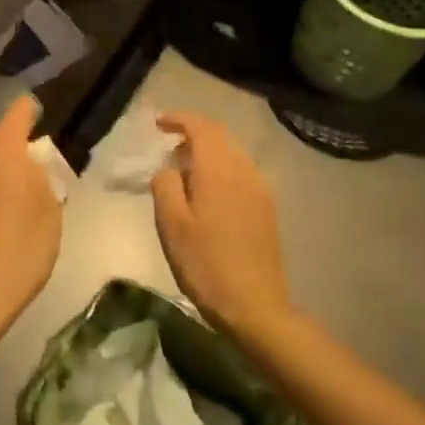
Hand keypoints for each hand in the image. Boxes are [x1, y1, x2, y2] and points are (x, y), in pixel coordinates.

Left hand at [0, 96, 62, 361]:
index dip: (27, 109)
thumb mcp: (50, 213)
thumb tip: (32, 167)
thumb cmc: (22, 248)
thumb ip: (43, 182)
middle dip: (6, 133)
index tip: (36, 107)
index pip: (15, 118)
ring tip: (13, 177)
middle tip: (28, 150)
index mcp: (5, 157)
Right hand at [150, 112, 292, 337]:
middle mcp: (244, 171)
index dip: (179, 119)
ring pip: (232, 154)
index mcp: (219, 170)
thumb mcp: (171, 223)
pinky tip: (207, 193)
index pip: (201, 127)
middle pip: (220, 136)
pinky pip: (242, 172)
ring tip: (184, 170)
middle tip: (167, 145)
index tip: (158, 123)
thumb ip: (165, 185)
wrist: (254, 305)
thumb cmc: (205, 263)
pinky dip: (221, 168)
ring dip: (208, 151)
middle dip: (193, 133)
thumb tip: (168, 168)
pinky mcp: (267, 208)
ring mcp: (260, 190)